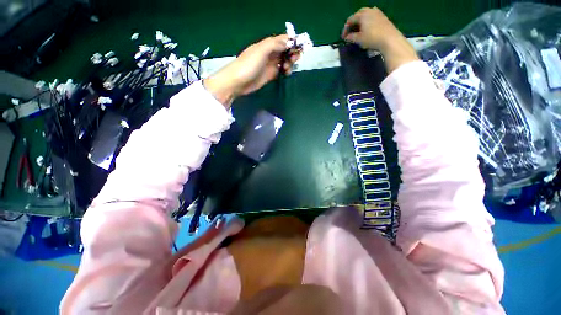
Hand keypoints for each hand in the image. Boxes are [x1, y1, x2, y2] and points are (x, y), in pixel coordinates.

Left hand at [204, 35, 300, 107]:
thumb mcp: (261, 50)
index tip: (299, 48)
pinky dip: (286, 70)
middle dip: (292, 53)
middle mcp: (270, 53)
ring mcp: (270, 64)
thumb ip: (274, 44)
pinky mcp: (270, 75)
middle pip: (285, 50)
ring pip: (285, 60)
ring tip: (288, 69)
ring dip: (290, 63)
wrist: (238, 82)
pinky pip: (281, 70)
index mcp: (267, 44)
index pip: (283, 40)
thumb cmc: (248, 65)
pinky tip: (286, 73)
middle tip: (294, 60)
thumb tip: (288, 43)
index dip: (292, 42)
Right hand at [342, 7, 418, 72]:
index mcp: (362, 15)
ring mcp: (377, 12)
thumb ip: (351, 37)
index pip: (350, 20)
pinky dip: (367, 21)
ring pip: (365, 15)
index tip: (343, 38)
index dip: (345, 29)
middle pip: (358, 14)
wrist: (389, 38)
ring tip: (358, 30)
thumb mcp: (359, 39)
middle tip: (350, 32)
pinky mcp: (382, 17)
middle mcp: (369, 10)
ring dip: (360, 22)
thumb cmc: (372, 38)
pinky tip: (367, 28)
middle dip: (353, 23)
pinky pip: (372, 17)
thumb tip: (346, 37)